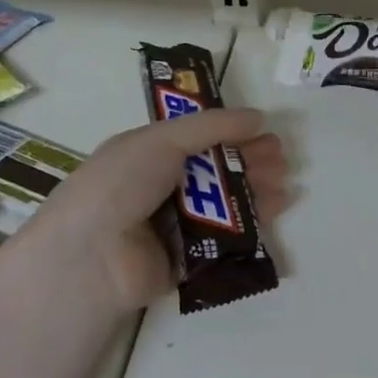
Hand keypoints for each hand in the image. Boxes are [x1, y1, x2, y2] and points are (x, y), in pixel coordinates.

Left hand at [21, 108, 290, 311]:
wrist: (92, 255)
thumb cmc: (122, 183)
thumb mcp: (162, 139)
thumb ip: (212, 126)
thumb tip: (258, 117)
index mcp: (148, 154)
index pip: (198, 139)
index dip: (231, 133)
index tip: (264, 130)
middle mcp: (160, 187)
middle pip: (215, 169)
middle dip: (249, 161)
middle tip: (281, 158)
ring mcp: (173, 225)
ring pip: (224, 203)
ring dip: (256, 188)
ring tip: (284, 181)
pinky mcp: (187, 260)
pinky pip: (225, 238)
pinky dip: (252, 222)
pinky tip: (276, 208)